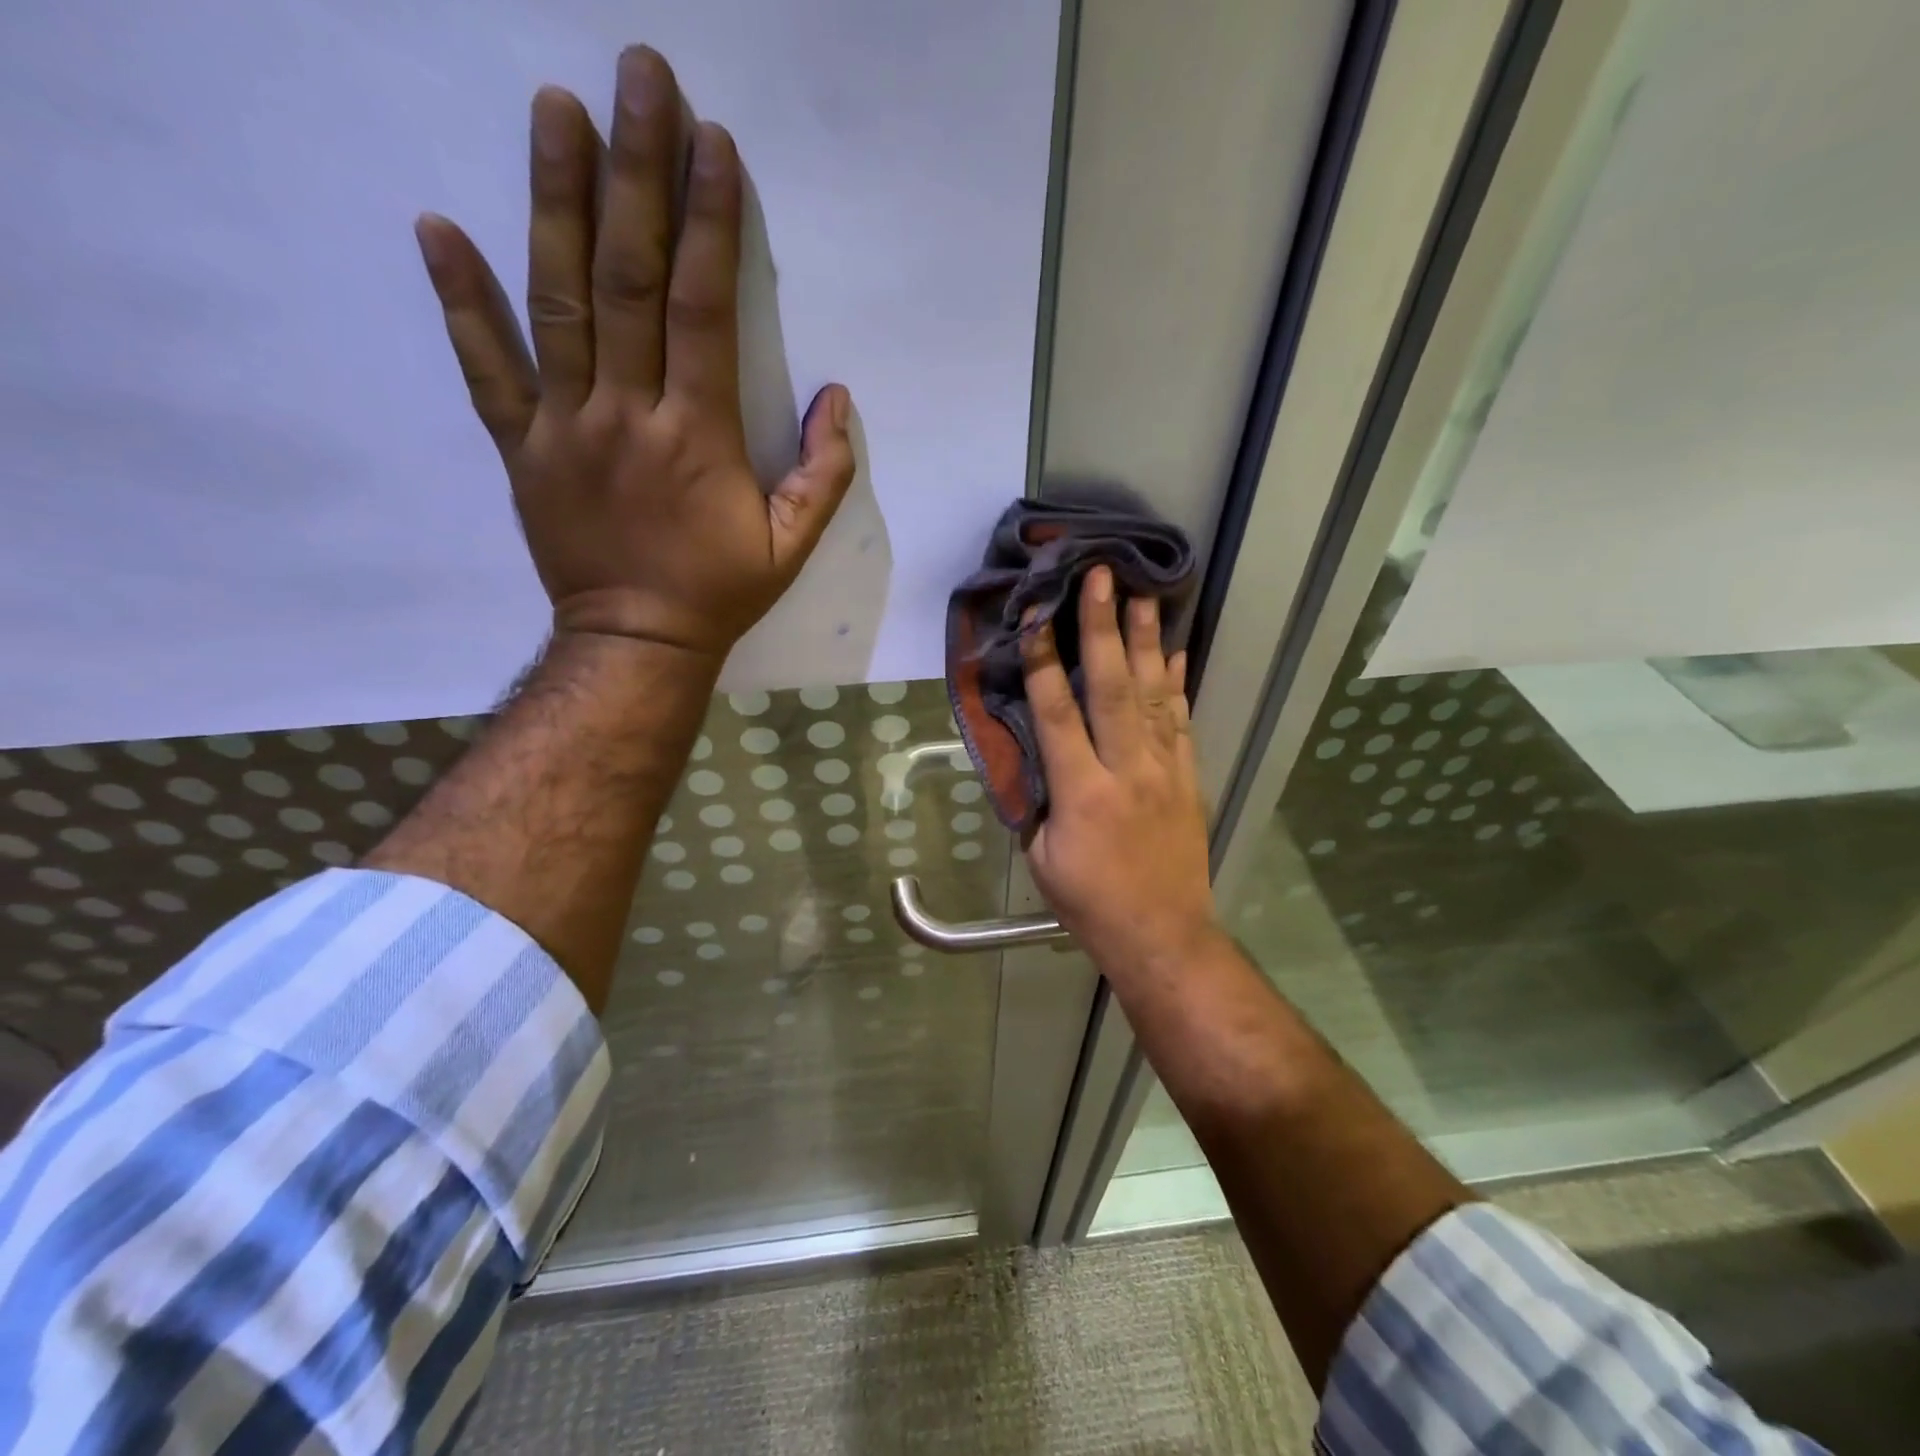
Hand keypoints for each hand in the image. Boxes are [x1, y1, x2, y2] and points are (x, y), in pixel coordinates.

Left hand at [413, 46, 855, 662]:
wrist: (636, 643)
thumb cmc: (720, 593)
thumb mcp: (792, 546)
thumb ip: (824, 475)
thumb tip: (839, 399)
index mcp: (698, 436)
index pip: (701, 309)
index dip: (708, 223)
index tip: (712, 145)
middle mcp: (627, 413)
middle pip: (628, 278)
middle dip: (637, 172)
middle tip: (638, 77)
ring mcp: (564, 427)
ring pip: (556, 301)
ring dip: (555, 201)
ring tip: (554, 109)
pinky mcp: (521, 449)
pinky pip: (487, 370)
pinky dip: (461, 301)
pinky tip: (438, 227)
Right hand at [1023, 566, 1218, 978]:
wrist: (1163, 936)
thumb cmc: (1090, 903)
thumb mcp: (1042, 857)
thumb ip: (1038, 800)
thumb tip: (1033, 756)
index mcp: (1081, 791)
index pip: (1056, 713)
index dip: (1043, 661)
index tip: (1035, 617)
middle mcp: (1126, 769)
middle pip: (1112, 687)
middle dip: (1103, 628)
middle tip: (1101, 577)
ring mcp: (1164, 770)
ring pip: (1153, 695)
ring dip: (1146, 642)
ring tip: (1144, 595)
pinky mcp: (1187, 778)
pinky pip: (1181, 722)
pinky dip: (1177, 684)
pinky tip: (1175, 652)